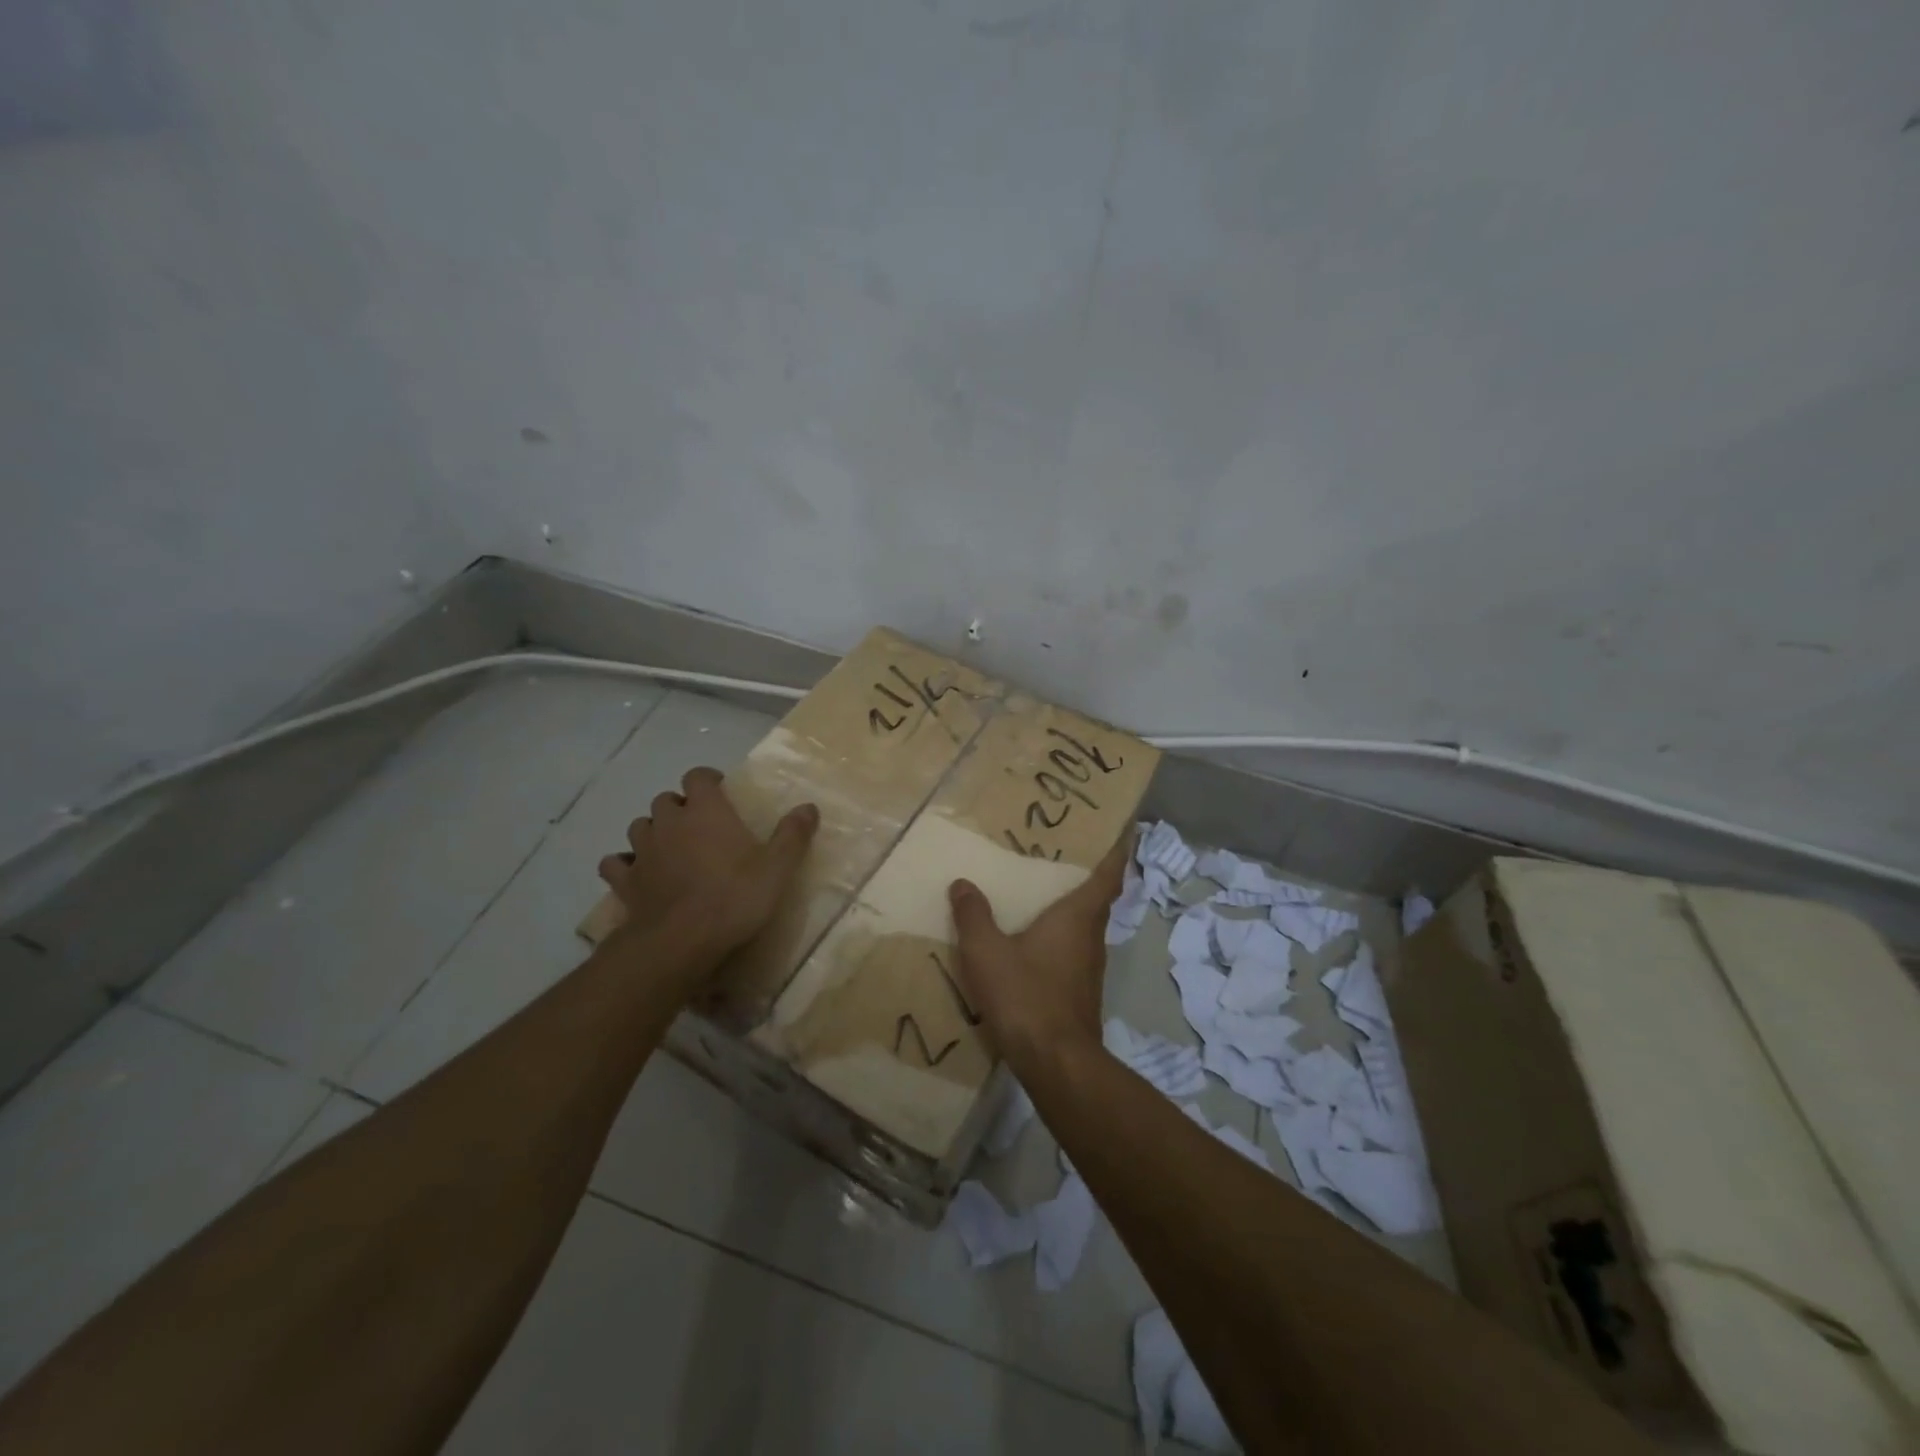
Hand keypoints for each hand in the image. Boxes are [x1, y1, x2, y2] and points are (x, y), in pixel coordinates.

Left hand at [598, 767, 817, 960]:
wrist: (682, 941)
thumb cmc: (735, 897)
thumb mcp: (777, 868)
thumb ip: (792, 834)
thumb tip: (809, 806)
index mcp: (706, 811)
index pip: (698, 776)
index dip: (707, 779)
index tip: (720, 790)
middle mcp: (669, 822)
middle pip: (666, 800)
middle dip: (680, 807)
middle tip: (699, 825)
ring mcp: (642, 851)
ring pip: (639, 826)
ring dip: (653, 831)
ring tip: (670, 847)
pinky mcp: (625, 881)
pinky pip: (616, 863)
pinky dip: (625, 864)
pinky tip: (638, 874)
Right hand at [946, 832, 1131, 1072]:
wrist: (1056, 1063)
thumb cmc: (1026, 996)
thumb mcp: (987, 952)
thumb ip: (974, 916)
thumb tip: (963, 884)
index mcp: (1078, 916)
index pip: (1108, 875)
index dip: (1118, 850)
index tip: (1123, 830)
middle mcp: (1092, 937)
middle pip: (1098, 898)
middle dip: (1088, 874)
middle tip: (1065, 853)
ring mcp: (1090, 967)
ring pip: (1086, 926)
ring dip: (1073, 907)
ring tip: (1045, 891)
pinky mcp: (1081, 992)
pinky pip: (1074, 950)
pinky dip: (1062, 936)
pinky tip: (1035, 942)